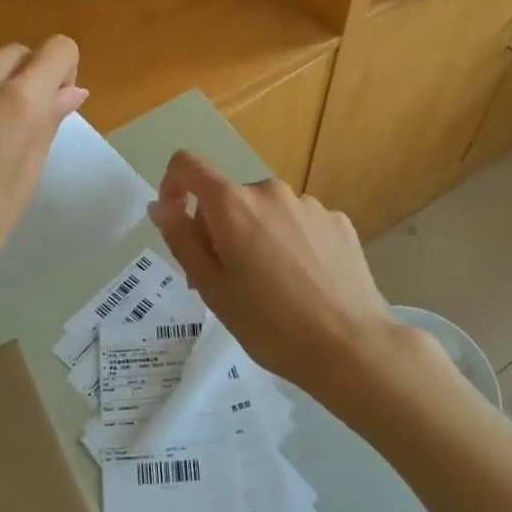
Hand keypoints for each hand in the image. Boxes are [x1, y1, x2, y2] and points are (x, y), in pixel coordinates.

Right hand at [146, 151, 449, 401]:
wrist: (351, 347)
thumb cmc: (270, 324)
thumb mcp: (212, 289)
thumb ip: (181, 240)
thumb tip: (160, 206)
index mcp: (232, 204)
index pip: (188, 165)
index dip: (172, 185)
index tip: (176, 222)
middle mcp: (270, 191)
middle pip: (228, 198)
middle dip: (218, 229)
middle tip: (226, 282)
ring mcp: (309, 204)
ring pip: (265, 212)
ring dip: (256, 236)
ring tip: (271, 288)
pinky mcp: (338, 220)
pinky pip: (299, 223)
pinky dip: (290, 243)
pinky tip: (305, 283)